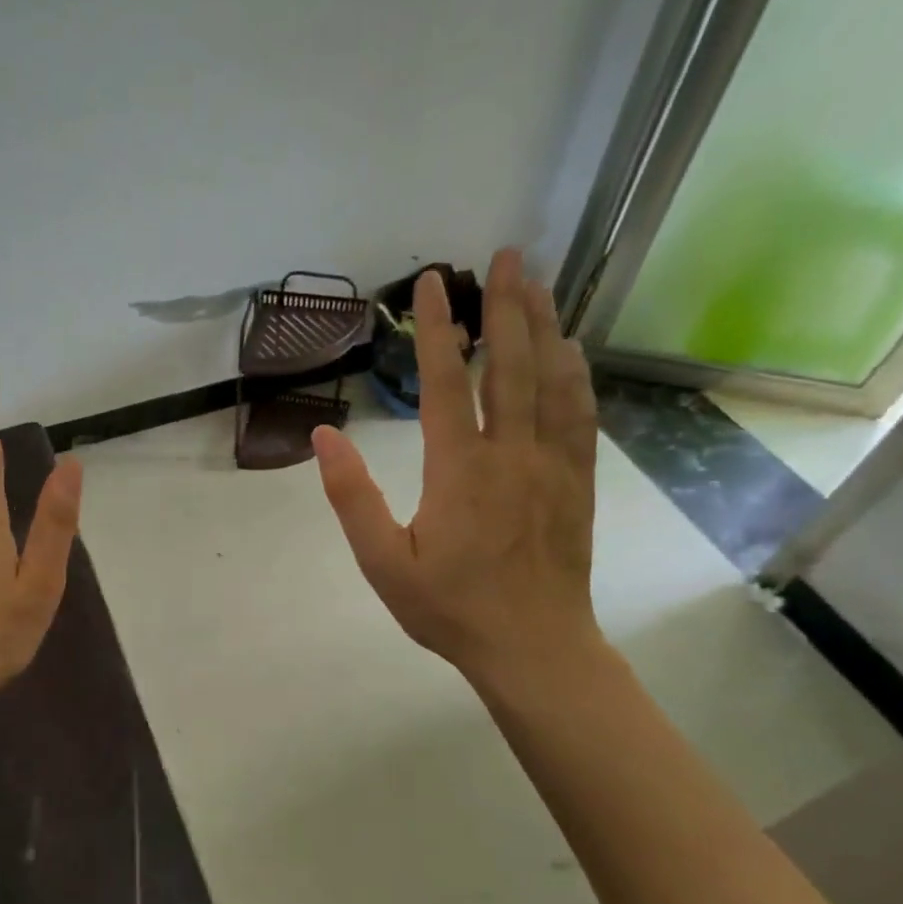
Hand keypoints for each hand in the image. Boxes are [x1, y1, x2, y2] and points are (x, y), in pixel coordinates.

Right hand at [312, 250, 600, 700]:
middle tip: (506, 255)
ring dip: (543, 326)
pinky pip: (579, 415)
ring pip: (550, 381)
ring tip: (536, 283)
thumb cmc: (450, 608)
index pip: (444, 383)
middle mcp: (509, 454)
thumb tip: (323, 436)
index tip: (434, 283)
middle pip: (510, 364)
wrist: (534, 648)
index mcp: (458, 469)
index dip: (437, 328)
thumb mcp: (383, 561)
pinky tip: (570, 350)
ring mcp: (551, 465)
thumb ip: (351, 497)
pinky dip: (575, 374)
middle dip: (506, 305)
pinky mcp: (576, 481)